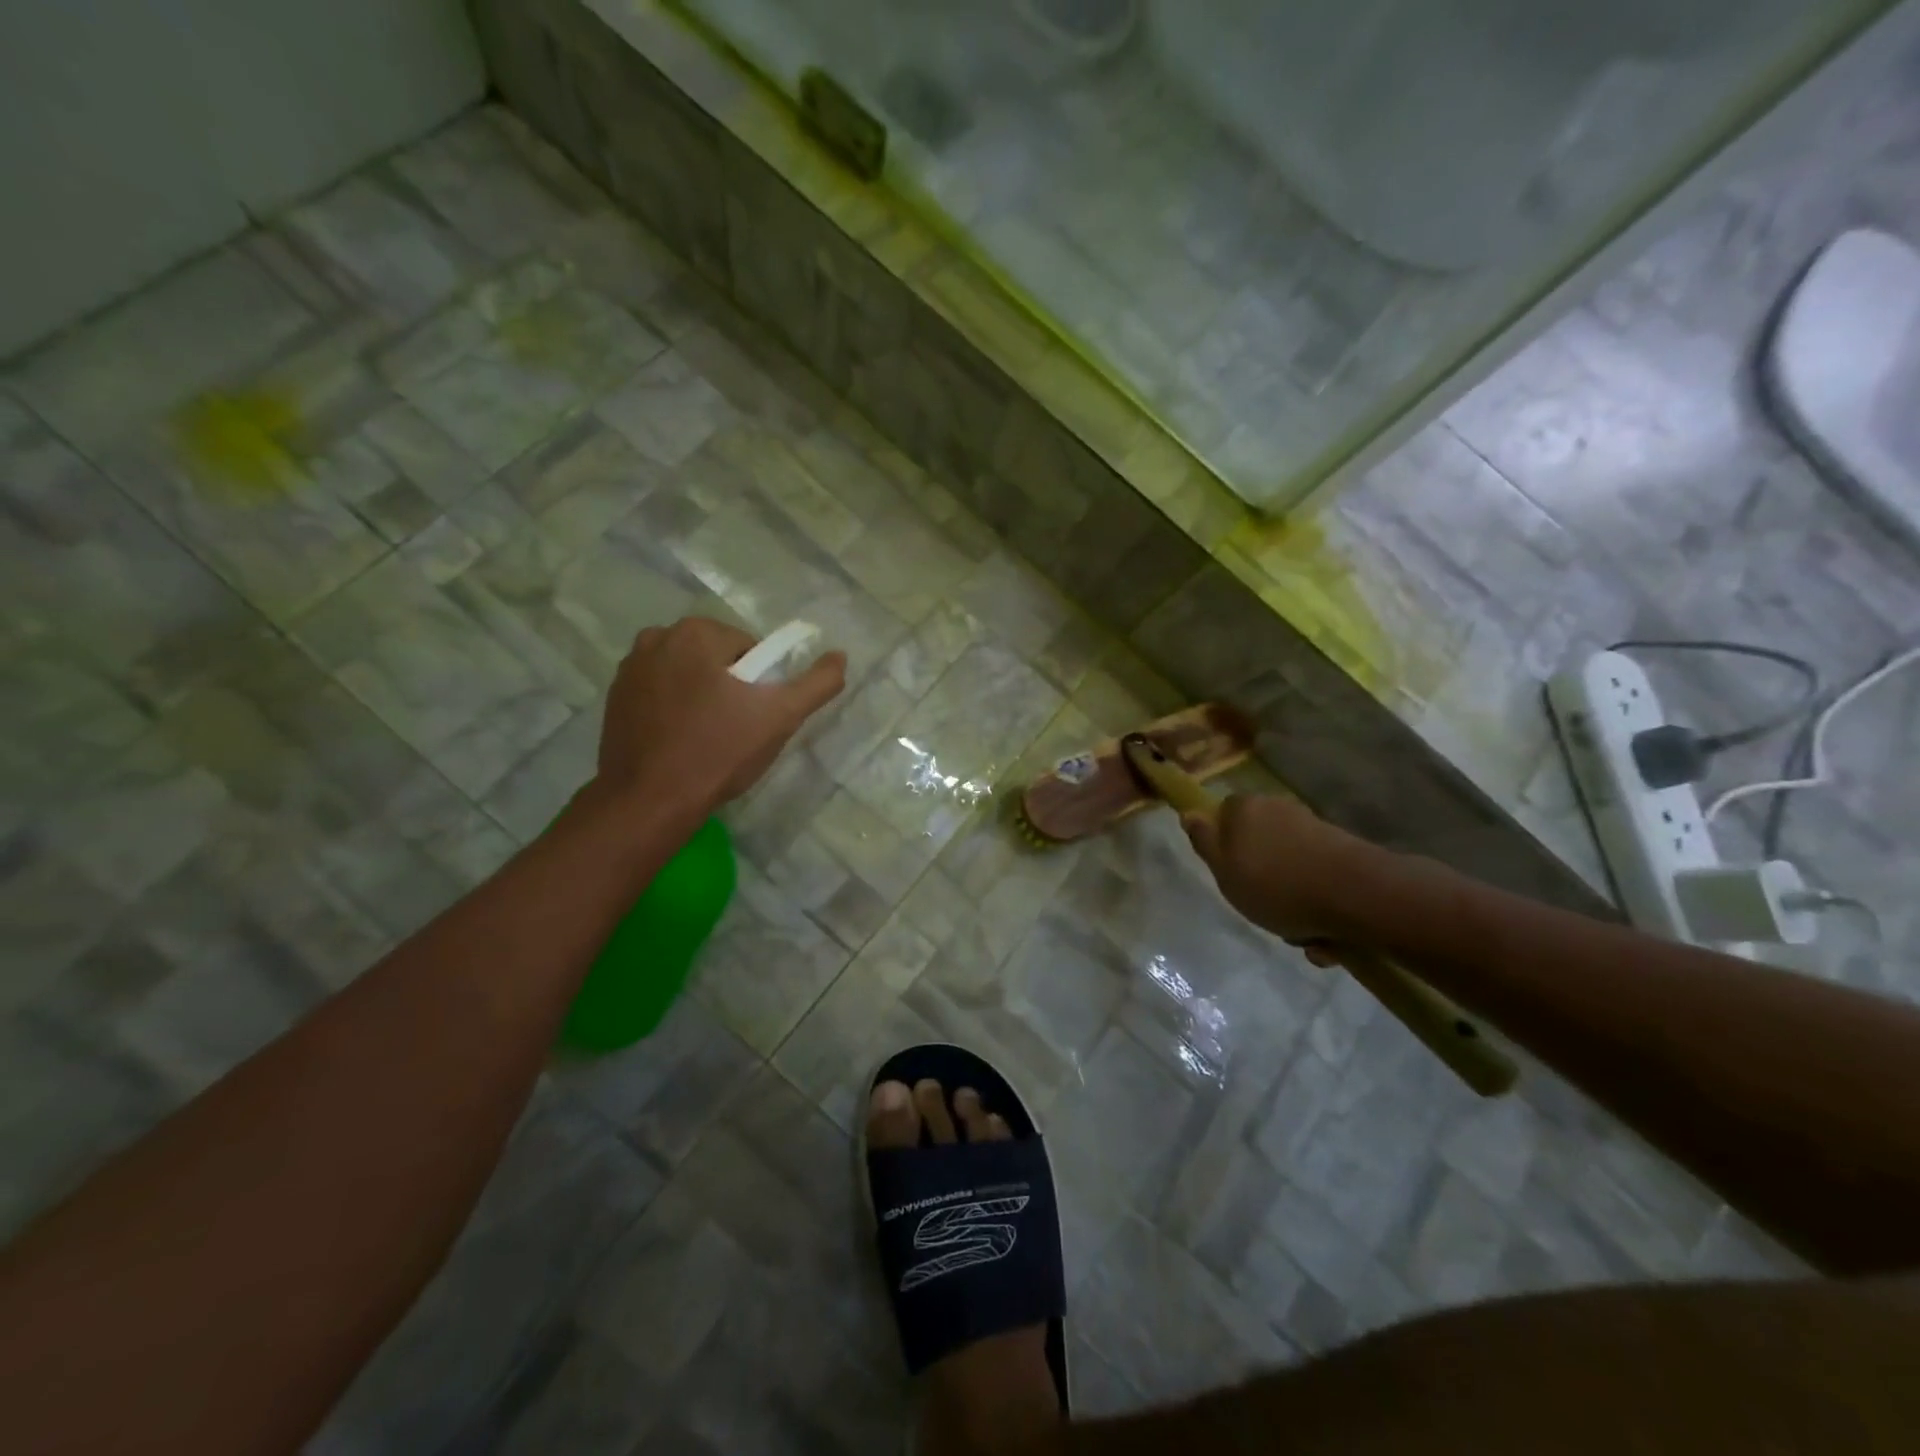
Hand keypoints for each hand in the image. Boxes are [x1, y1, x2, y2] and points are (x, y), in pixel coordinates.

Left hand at [595, 617, 845, 815]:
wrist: (649, 802)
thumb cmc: (718, 752)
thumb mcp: (780, 717)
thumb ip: (817, 683)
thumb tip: (841, 656)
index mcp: (695, 633)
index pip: (749, 649)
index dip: (761, 684)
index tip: (755, 716)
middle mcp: (656, 638)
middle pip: (715, 658)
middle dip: (730, 687)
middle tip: (736, 730)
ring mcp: (628, 669)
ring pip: (687, 675)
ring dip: (701, 696)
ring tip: (708, 739)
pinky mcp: (613, 699)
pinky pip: (659, 693)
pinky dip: (674, 709)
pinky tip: (680, 742)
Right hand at [1181, 794, 1382, 954]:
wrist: (1357, 896)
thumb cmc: (1276, 885)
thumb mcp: (1224, 870)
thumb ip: (1204, 841)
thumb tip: (1189, 813)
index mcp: (1245, 809)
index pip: (1224, 816)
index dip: (1223, 845)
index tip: (1229, 874)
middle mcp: (1279, 810)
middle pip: (1259, 844)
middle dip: (1262, 878)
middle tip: (1263, 909)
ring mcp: (1314, 830)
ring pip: (1291, 869)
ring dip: (1293, 903)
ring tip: (1302, 936)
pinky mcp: (1344, 854)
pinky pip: (1319, 883)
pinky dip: (1320, 908)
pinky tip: (1326, 939)